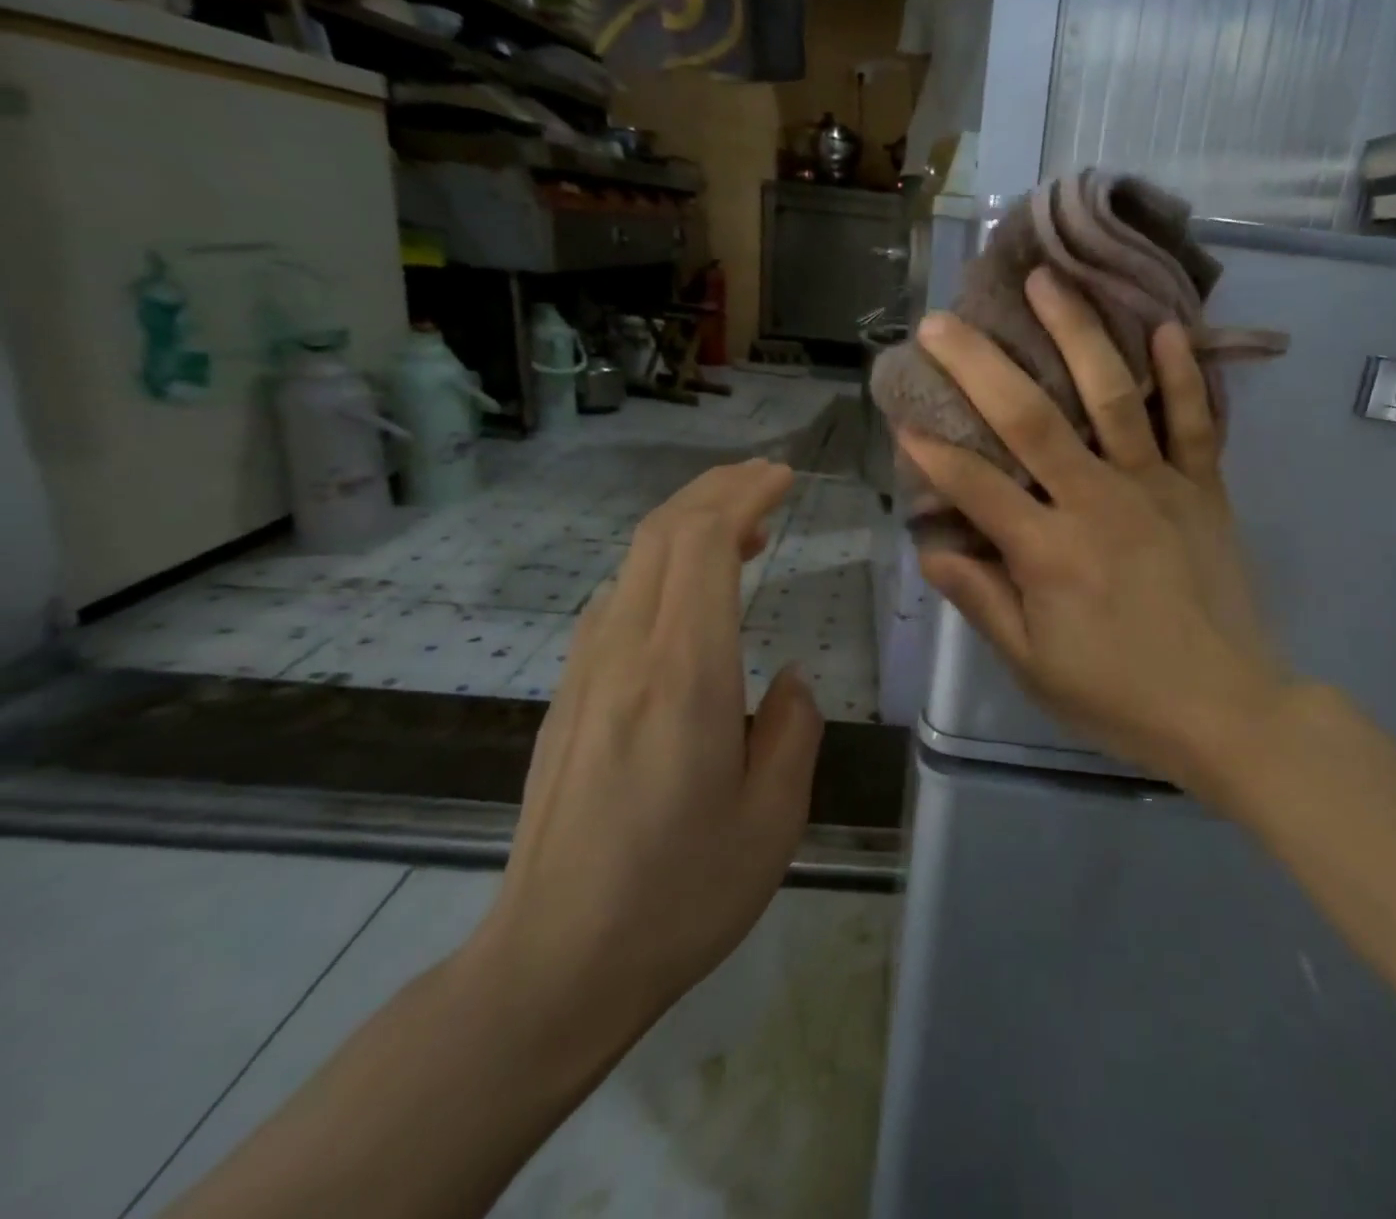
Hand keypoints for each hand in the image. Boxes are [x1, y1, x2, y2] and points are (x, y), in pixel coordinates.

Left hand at [464, 460, 822, 1058]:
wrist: (553, 966)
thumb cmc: (680, 895)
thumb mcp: (774, 817)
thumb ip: (793, 727)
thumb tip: (785, 678)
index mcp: (682, 675)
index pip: (702, 544)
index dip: (743, 494)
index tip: (784, 478)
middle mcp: (626, 655)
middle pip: (661, 535)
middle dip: (715, 489)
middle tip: (766, 480)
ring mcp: (587, 674)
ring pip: (634, 563)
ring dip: (687, 526)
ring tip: (743, 530)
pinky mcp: (569, 698)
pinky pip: (617, 602)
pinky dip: (661, 569)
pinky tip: (689, 596)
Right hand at [902, 266, 1285, 797]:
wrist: (1226, 711)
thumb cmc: (1118, 695)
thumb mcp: (1033, 664)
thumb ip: (982, 600)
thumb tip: (932, 547)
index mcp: (1049, 553)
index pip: (976, 487)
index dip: (932, 452)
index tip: (901, 417)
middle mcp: (1097, 503)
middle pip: (1031, 420)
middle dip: (979, 366)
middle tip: (941, 322)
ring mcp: (1156, 487)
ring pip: (1112, 397)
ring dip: (1077, 334)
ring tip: (1046, 282)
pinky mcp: (1203, 489)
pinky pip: (1195, 421)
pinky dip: (1182, 372)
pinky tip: (1162, 324)